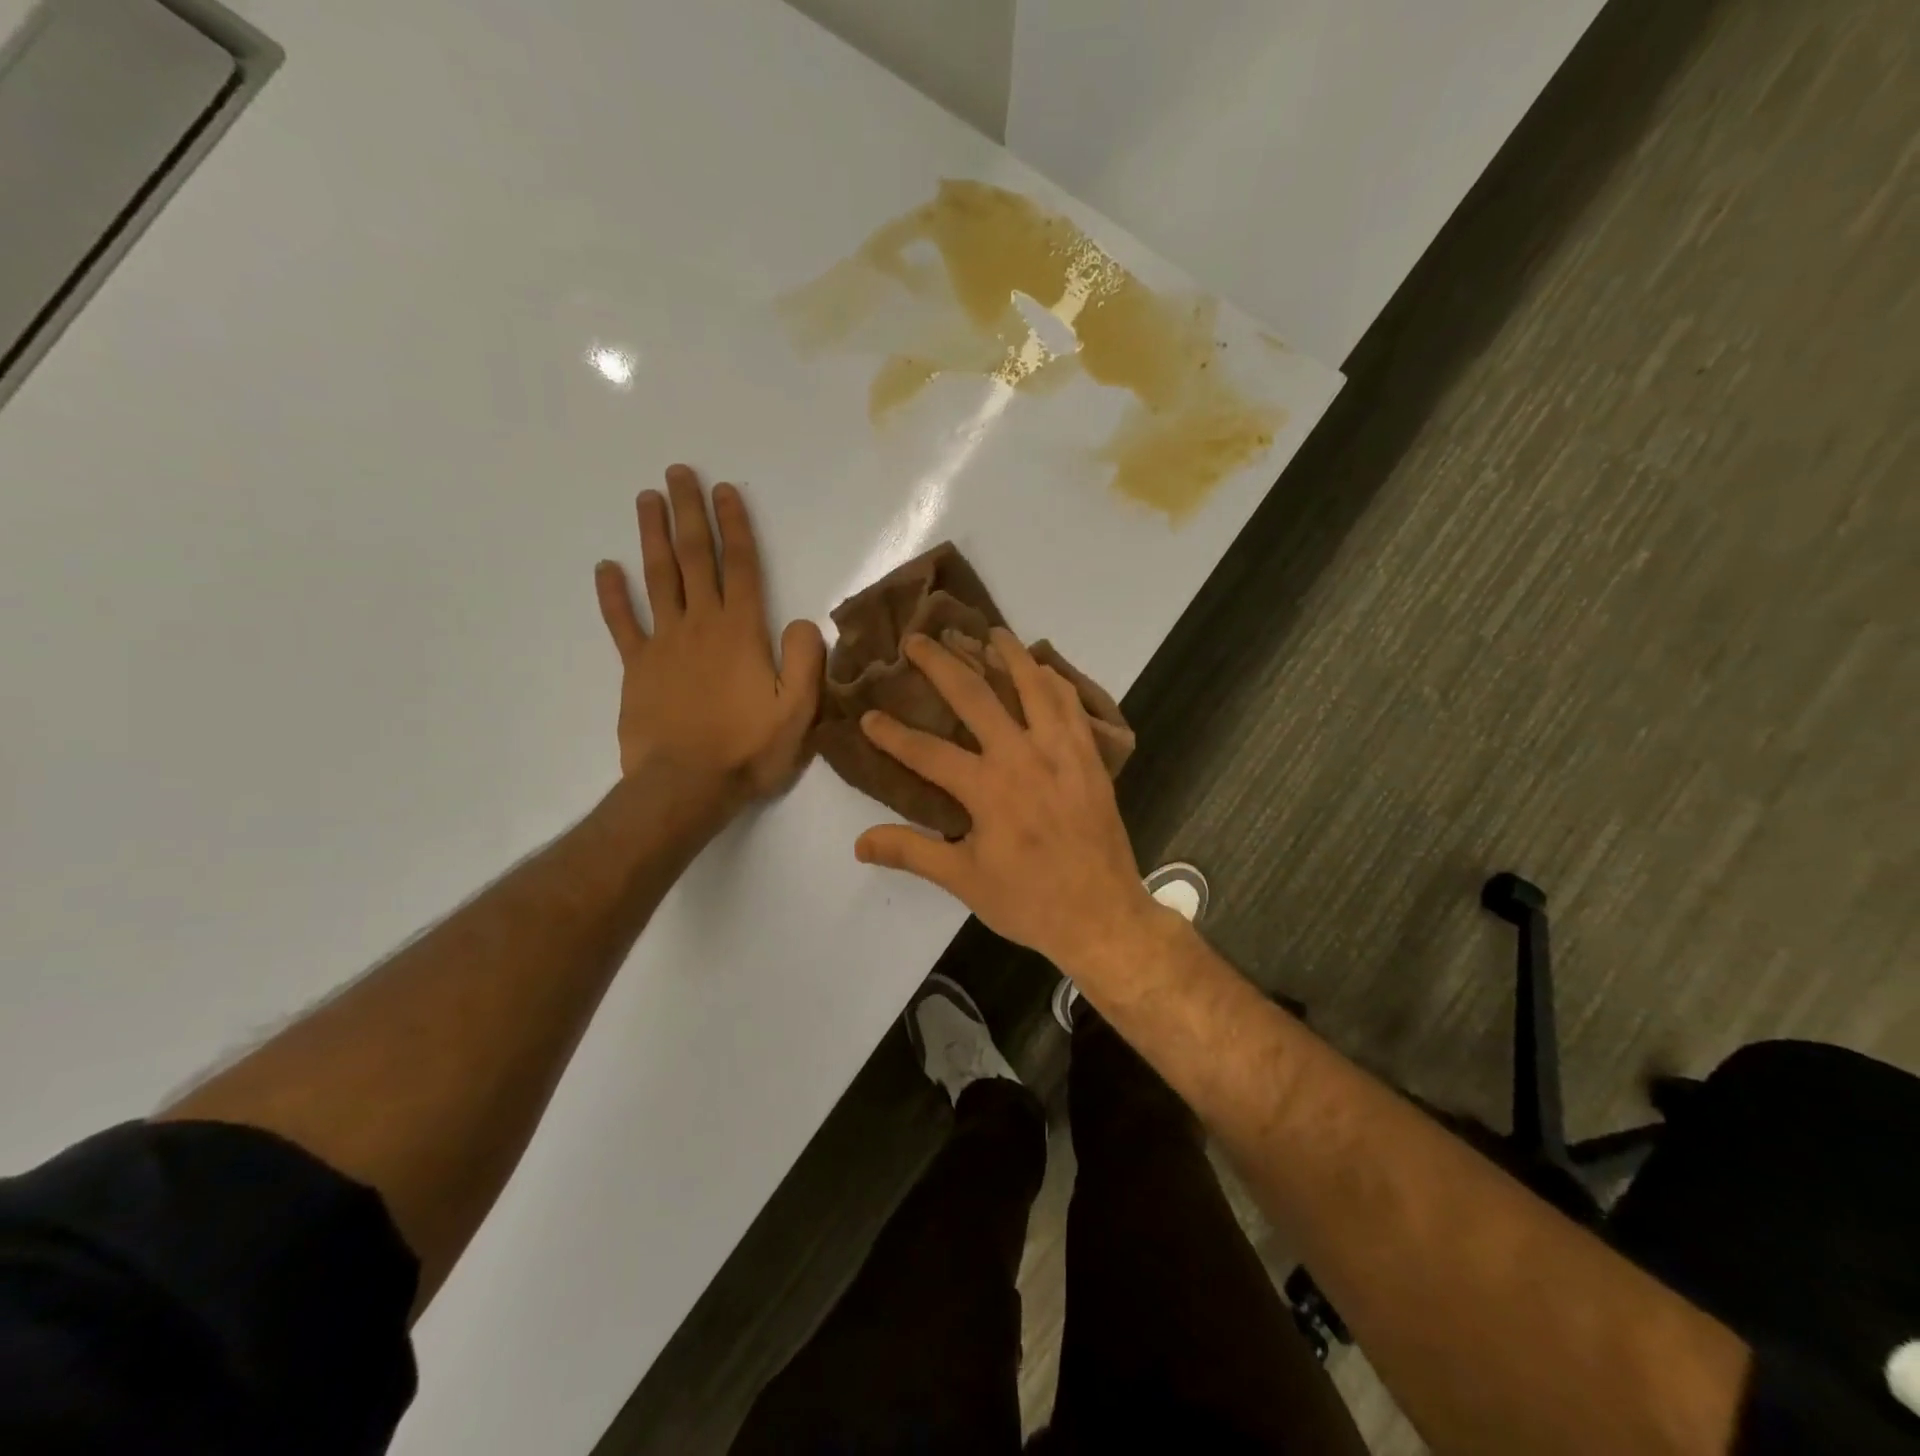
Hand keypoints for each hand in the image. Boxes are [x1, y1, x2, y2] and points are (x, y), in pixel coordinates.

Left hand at [595, 465, 824, 808]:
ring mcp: (663, 643)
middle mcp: (701, 625)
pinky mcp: (637, 668)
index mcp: (742, 632)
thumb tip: (803, 621)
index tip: (725, 491)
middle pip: (695, 559)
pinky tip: (605, 568)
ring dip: (653, 536)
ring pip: (658, 579)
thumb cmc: (748, 749)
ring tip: (647, 499)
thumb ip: (806, 660)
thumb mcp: (798, 711)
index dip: (735, 526)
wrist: (686, 786)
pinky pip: (622, 624)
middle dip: (689, 514)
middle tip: (679, 473)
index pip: (741, 567)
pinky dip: (612, 595)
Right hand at [853, 629, 1158, 972]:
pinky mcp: (1090, 757)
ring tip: (989, 632)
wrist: (1102, 915)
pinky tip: (1044, 670)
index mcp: (987, 788)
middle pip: (976, 696)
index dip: (892, 734)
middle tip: (919, 639)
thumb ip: (911, 852)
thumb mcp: (963, 880)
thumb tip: (859, 842)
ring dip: (1008, 655)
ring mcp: (1062, 751)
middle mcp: (1023, 756)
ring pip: (1033, 686)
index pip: (927, 751)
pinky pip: (1072, 705)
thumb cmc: (1029, 901)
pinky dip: (1055, 681)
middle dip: (942, 664)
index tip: (868, 716)